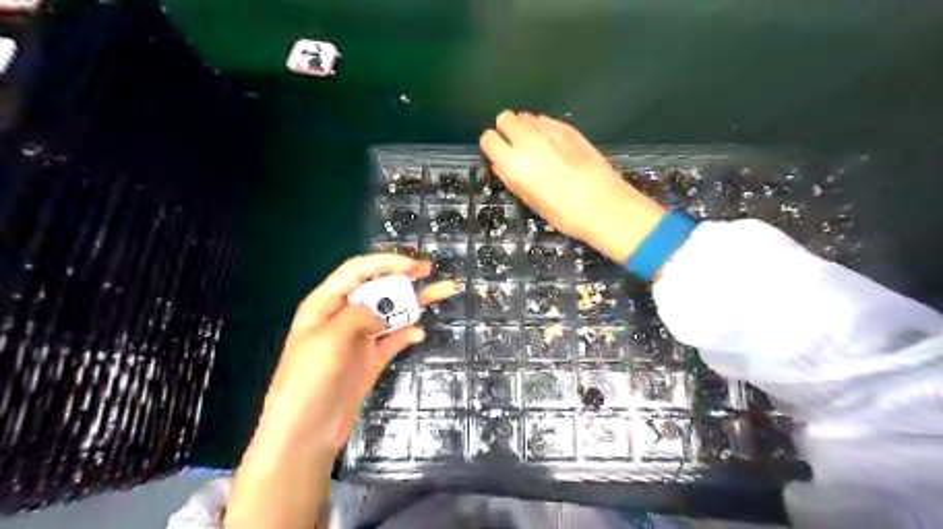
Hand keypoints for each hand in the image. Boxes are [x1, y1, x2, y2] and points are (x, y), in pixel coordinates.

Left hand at [224, 255, 452, 526]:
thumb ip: (358, 316)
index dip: (385, 263)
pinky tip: (419, 333)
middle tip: (430, 270)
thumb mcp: (328, 340)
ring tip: (443, 292)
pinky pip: (393, 339)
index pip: (357, 271)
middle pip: (377, 289)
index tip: (413, 266)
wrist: (306, 433)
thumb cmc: (308, 380)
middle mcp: (343, 316)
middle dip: (404, 277)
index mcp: (325, 304)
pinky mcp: (370, 359)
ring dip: (415, 303)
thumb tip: (380, 312)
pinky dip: (407, 333)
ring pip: (391, 313)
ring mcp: (358, 339)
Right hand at [480, 109, 661, 261]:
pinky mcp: (568, 128)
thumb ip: (510, 177)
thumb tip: (501, 163)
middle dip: (506, 130)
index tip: (498, 154)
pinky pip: (545, 119)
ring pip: (525, 116)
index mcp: (513, 164)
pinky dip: (543, 128)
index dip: (491, 146)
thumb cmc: (563, 213)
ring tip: (536, 146)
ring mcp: (549, 131)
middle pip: (505, 118)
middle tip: (515, 147)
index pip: (488, 138)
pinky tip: (554, 146)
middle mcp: (527, 141)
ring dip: (525, 128)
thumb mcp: (529, 200)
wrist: (603, 205)